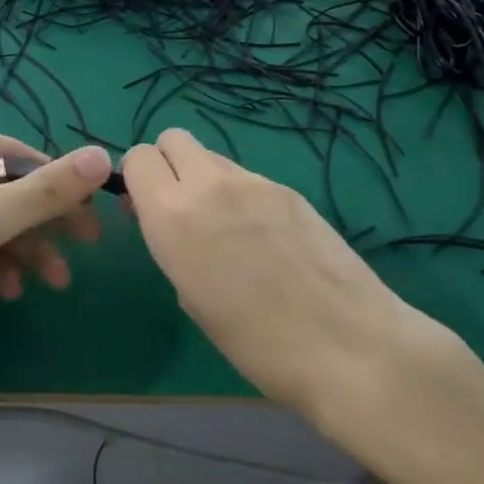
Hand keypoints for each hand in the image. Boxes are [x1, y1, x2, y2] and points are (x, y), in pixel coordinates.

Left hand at [0, 125, 112, 378]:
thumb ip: (50, 188)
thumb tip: (104, 155)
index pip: (24, 156)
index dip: (62, 187)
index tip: (93, 221)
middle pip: (9, 190)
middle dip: (45, 224)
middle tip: (82, 252)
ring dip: (24, 249)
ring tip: (51, 283)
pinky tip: (7, 291)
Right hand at [121, 129, 461, 416]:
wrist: (346, 344)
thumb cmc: (256, 342)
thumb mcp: (192, 298)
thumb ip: (173, 245)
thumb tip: (173, 223)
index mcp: (172, 215)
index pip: (138, 157)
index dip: (137, 180)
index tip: (146, 211)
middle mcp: (209, 184)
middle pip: (174, 139)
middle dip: (167, 166)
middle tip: (179, 209)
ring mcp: (255, 181)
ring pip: (212, 156)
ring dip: (205, 180)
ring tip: (226, 229)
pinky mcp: (290, 189)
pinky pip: (248, 177)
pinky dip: (241, 195)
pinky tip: (265, 238)